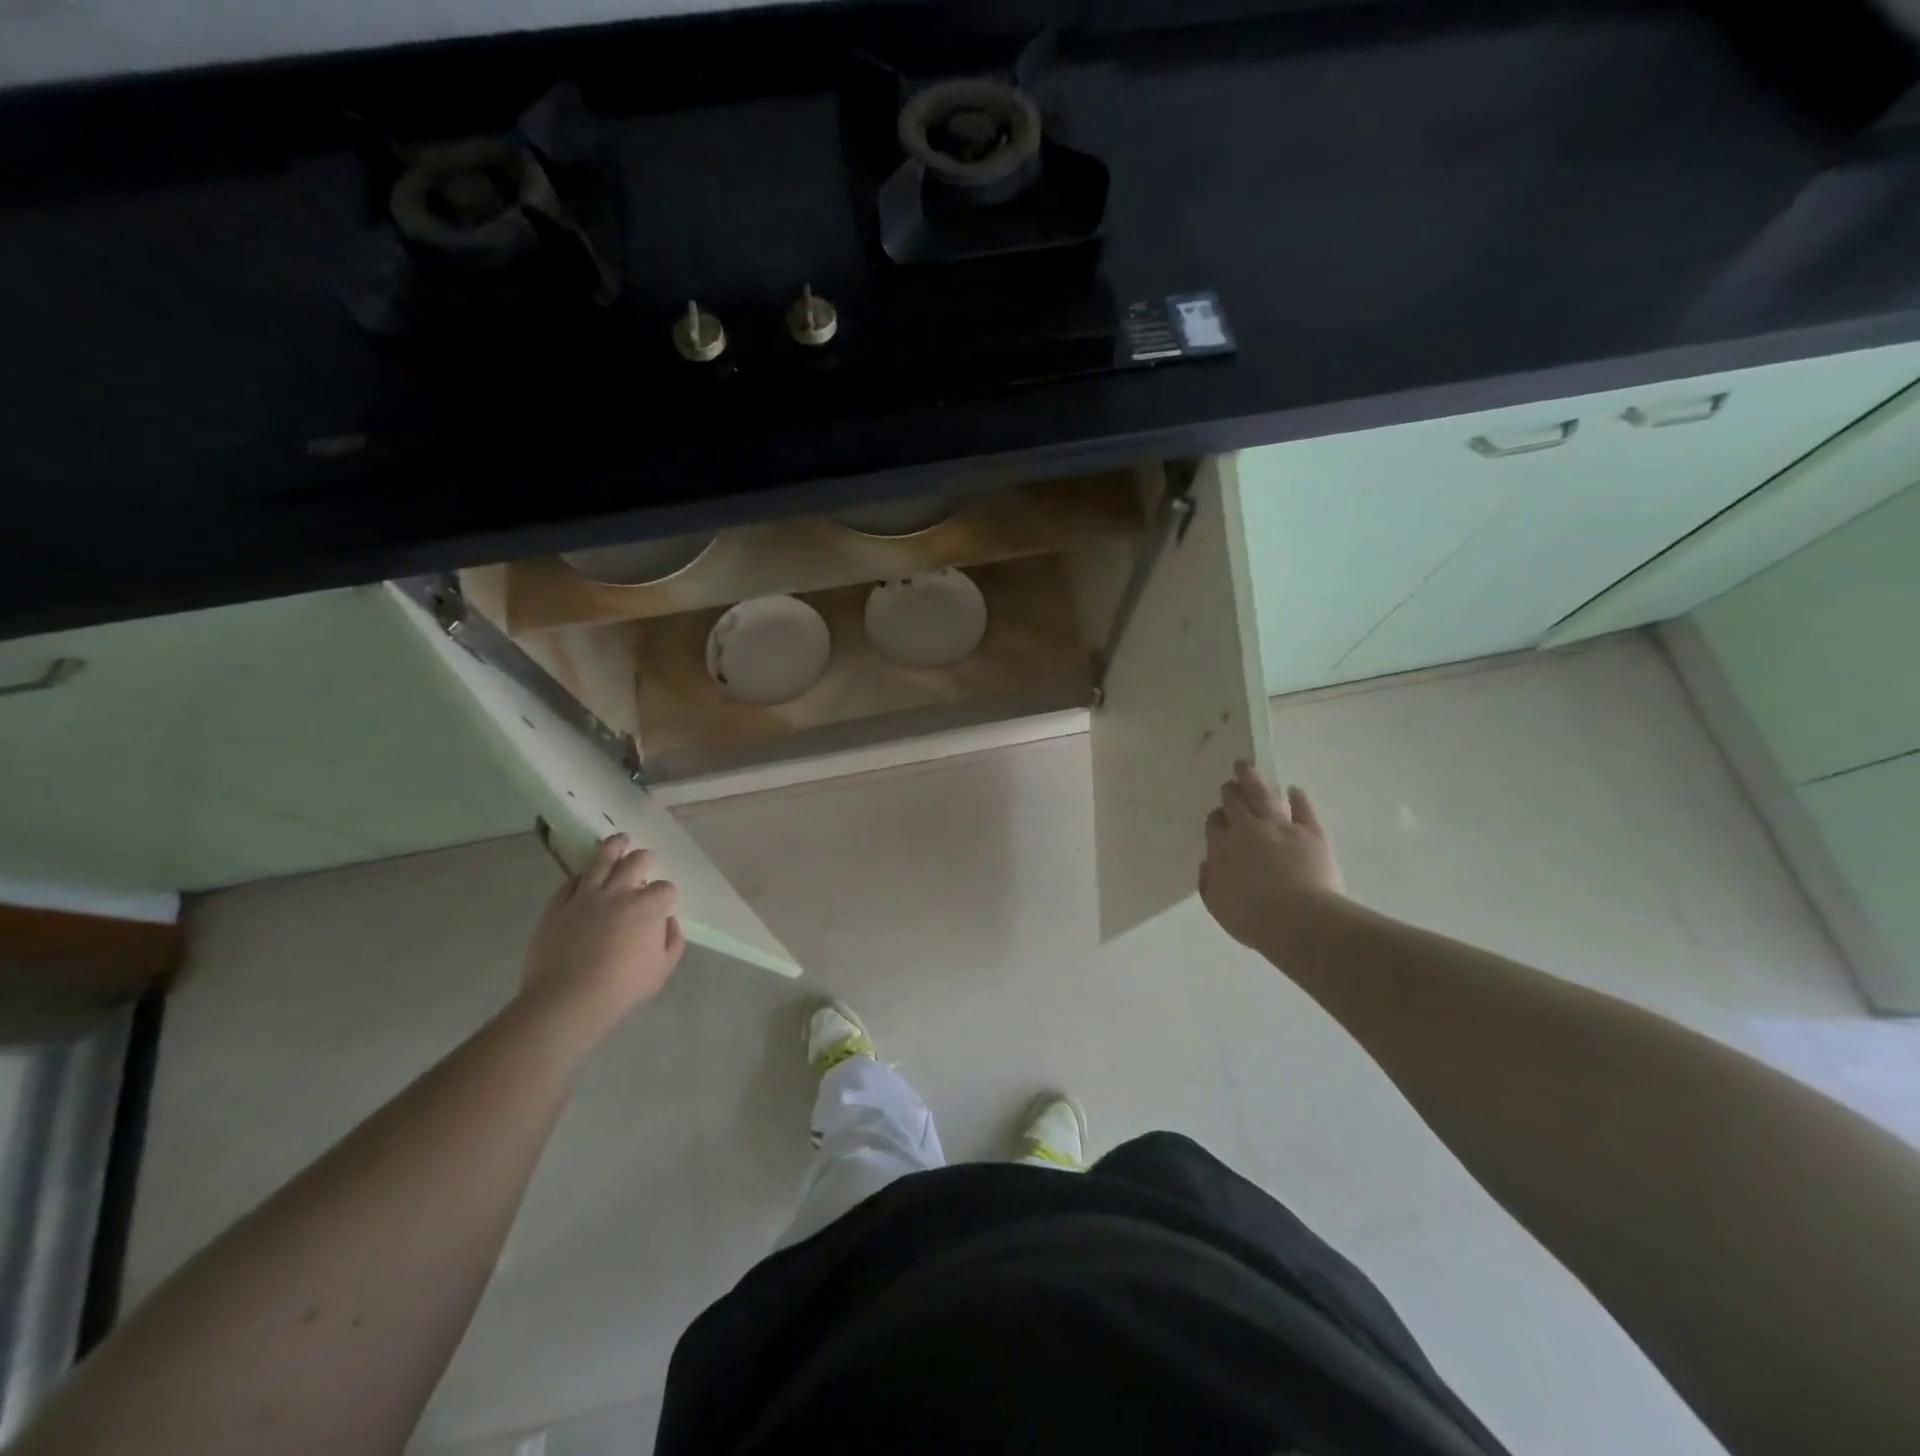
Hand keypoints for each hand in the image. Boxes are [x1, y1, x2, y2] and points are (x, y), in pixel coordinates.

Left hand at [521, 834, 685, 1030]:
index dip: (666, 895)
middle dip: (644, 858)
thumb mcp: (662, 969)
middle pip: (635, 862)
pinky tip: (583, 878)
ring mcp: (585, 897)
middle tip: (645, 857)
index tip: (663, 905)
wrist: (567, 999)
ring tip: (618, 839)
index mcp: (648, 906)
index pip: (665, 888)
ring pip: (601, 860)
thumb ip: (672, 941)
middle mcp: (618, 892)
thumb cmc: (622, 986)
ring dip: (613, 847)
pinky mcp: (557, 907)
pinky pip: (569, 883)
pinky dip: (579, 878)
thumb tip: (667, 921)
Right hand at [1199, 761, 1343, 951]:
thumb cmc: (1253, 919)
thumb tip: (1209, 862)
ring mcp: (1281, 827)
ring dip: (1252, 778)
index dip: (1216, 819)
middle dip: (1230, 791)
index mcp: (1222, 847)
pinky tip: (1294, 790)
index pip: (1215, 823)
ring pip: (1262, 794)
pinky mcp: (1310, 832)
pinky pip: (1303, 808)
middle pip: (1235, 802)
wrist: (1300, 921)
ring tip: (1245, 765)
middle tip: (1229, 784)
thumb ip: (1209, 881)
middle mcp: (1248, 829)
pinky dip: (1297, 797)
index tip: (1218, 819)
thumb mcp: (1217, 906)